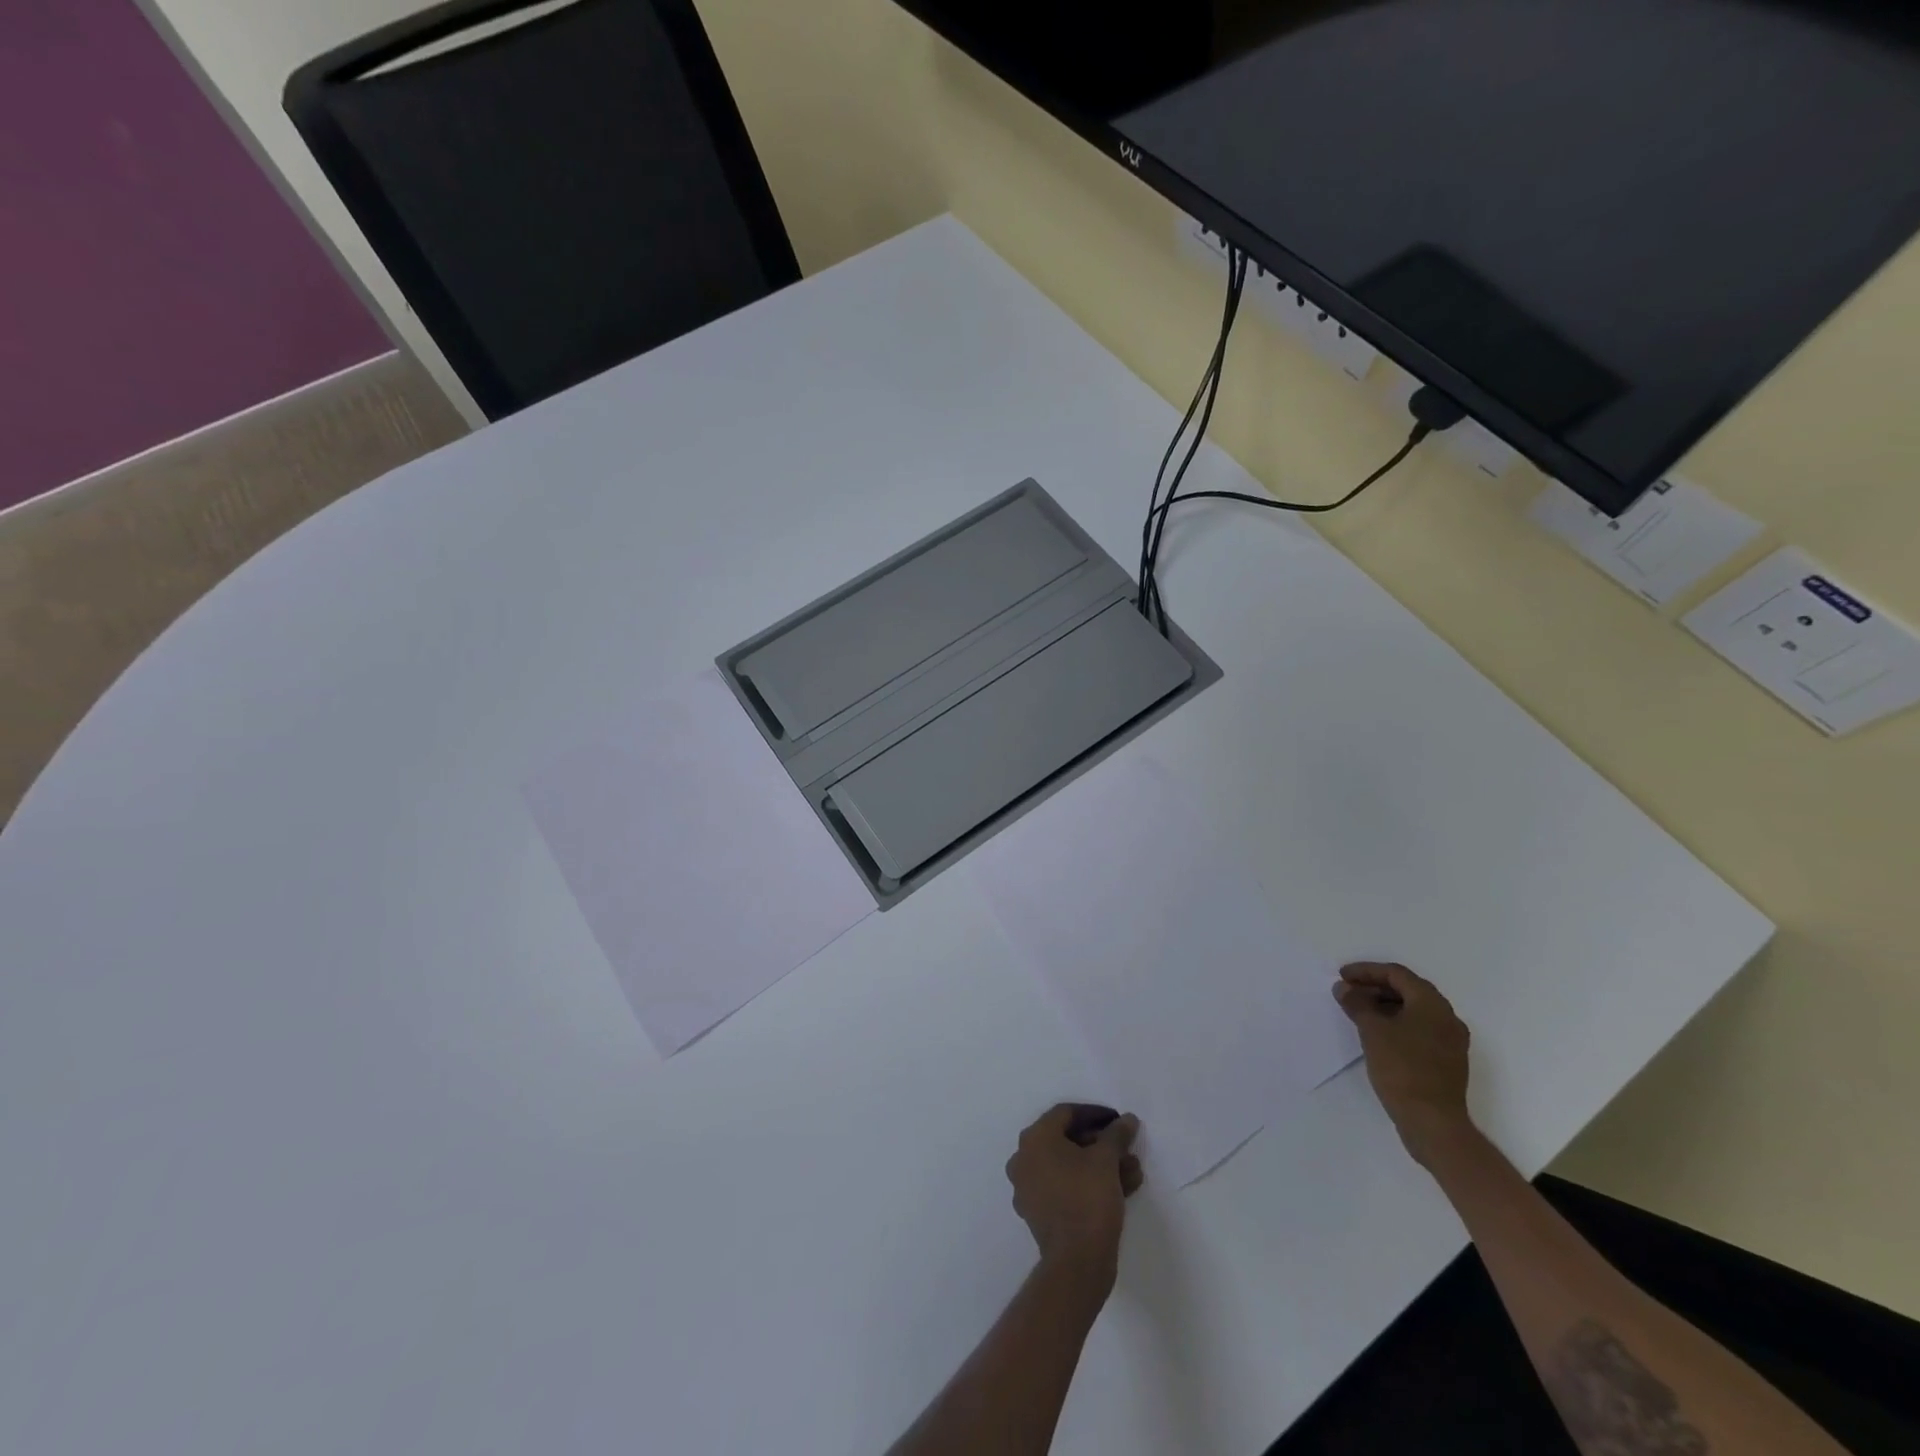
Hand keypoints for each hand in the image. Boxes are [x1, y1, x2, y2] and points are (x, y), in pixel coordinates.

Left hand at [1005, 1105, 1143, 1278]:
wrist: (1077, 1263)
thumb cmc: (1088, 1199)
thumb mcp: (1106, 1160)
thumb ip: (1116, 1134)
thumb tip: (1127, 1119)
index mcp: (1034, 1138)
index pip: (1066, 1113)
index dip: (1096, 1114)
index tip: (1119, 1121)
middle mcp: (1024, 1158)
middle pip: (1066, 1140)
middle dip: (1101, 1144)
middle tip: (1127, 1149)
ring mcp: (1028, 1187)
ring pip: (1068, 1166)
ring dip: (1100, 1165)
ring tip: (1133, 1171)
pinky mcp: (1038, 1213)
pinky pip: (1064, 1187)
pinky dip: (1088, 1183)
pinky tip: (1121, 1189)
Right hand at [1334, 962, 1472, 1165]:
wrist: (1432, 1122)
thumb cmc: (1402, 1068)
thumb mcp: (1372, 1030)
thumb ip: (1357, 1003)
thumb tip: (1344, 988)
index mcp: (1432, 1004)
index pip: (1397, 974)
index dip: (1366, 971)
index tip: (1342, 976)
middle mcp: (1447, 1017)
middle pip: (1408, 990)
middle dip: (1375, 987)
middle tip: (1348, 992)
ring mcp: (1450, 1041)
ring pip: (1414, 1010)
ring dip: (1385, 1005)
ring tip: (1358, 1012)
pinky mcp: (1447, 1060)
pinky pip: (1419, 1029)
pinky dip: (1397, 1023)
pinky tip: (1377, 1034)